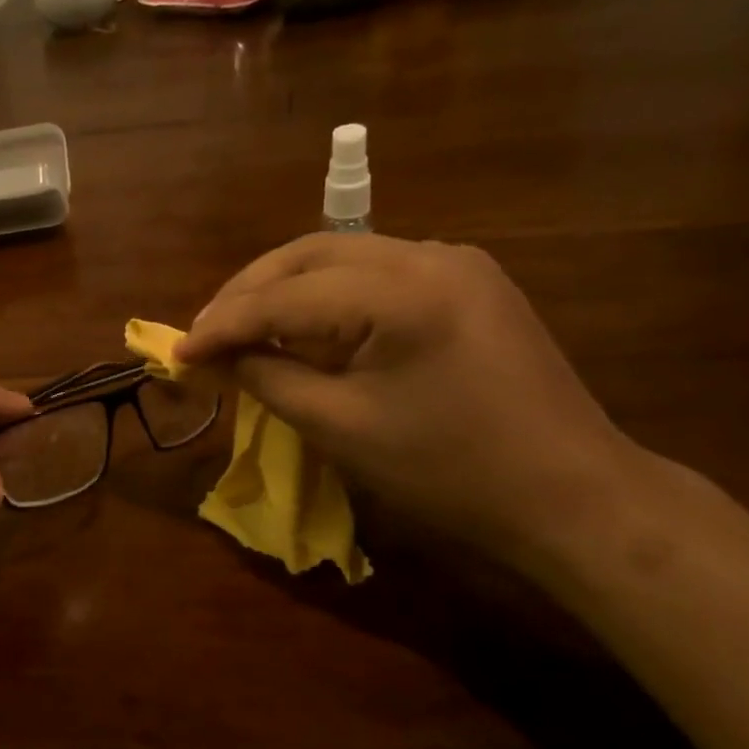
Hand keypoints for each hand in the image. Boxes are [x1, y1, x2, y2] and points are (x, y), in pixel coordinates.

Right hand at [177, 234, 642, 566]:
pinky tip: (308, 328)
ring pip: (343, 257)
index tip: (178, 352)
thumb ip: (268, 379)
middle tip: (205, 333)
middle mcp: (430, 254)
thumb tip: (214, 356)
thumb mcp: (341, 428)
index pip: (286, 295)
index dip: (224, 324)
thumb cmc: (450, 473)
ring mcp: (456, 262)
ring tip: (244, 329)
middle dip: (249, 292)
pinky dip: (329, 297)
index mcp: (402, 291)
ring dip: (286, 289)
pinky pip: (377, 275)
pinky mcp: (469, 282)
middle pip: (311, 253)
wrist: (571, 494)